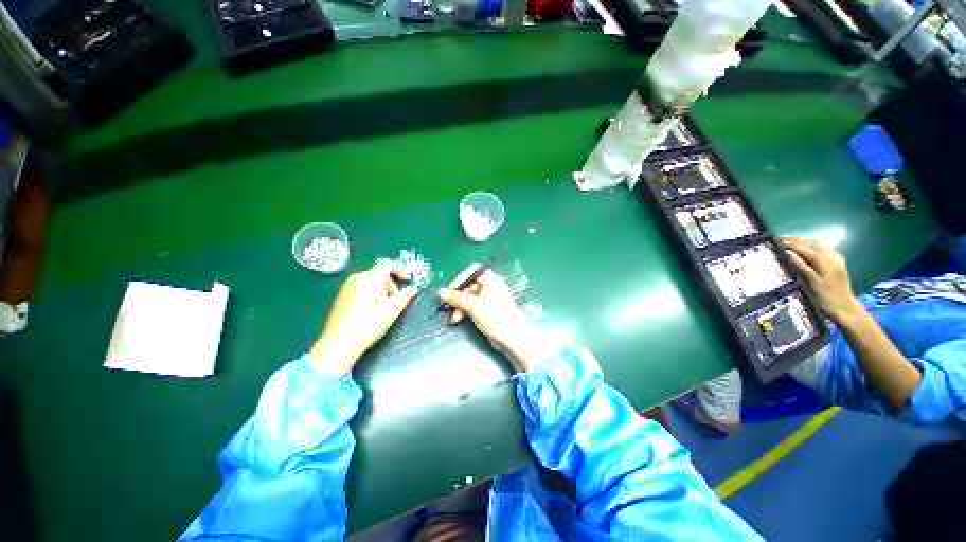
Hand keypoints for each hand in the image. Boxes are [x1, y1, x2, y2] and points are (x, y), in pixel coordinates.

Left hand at [310, 260, 418, 373]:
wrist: (340, 342)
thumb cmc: (370, 322)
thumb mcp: (393, 309)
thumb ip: (405, 296)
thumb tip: (413, 289)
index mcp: (370, 277)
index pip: (387, 264)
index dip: (400, 270)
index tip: (406, 281)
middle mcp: (356, 278)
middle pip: (378, 274)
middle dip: (390, 284)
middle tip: (394, 300)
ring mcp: (346, 288)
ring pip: (369, 282)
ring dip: (380, 290)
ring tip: (383, 308)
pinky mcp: (340, 298)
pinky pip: (360, 289)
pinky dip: (369, 295)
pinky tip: (370, 312)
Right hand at [439, 264, 546, 371]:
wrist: (512, 338)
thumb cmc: (494, 317)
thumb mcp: (473, 306)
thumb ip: (456, 298)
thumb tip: (441, 291)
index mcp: (491, 280)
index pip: (473, 271)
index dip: (460, 279)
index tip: (450, 290)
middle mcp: (491, 286)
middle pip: (470, 286)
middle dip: (458, 297)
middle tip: (448, 308)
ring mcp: (491, 298)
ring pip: (470, 298)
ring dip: (460, 307)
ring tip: (454, 319)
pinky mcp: (489, 310)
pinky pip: (474, 306)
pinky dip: (466, 311)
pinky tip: (459, 320)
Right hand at [782, 236, 863, 323]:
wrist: (845, 308)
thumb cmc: (826, 298)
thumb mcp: (812, 284)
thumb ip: (802, 267)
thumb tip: (789, 254)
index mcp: (824, 261)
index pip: (804, 248)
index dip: (790, 244)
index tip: (775, 240)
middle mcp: (831, 256)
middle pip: (811, 243)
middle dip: (796, 240)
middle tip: (779, 239)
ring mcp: (836, 259)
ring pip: (817, 244)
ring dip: (803, 242)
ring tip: (789, 242)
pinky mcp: (837, 262)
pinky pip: (823, 249)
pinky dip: (811, 246)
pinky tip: (805, 249)